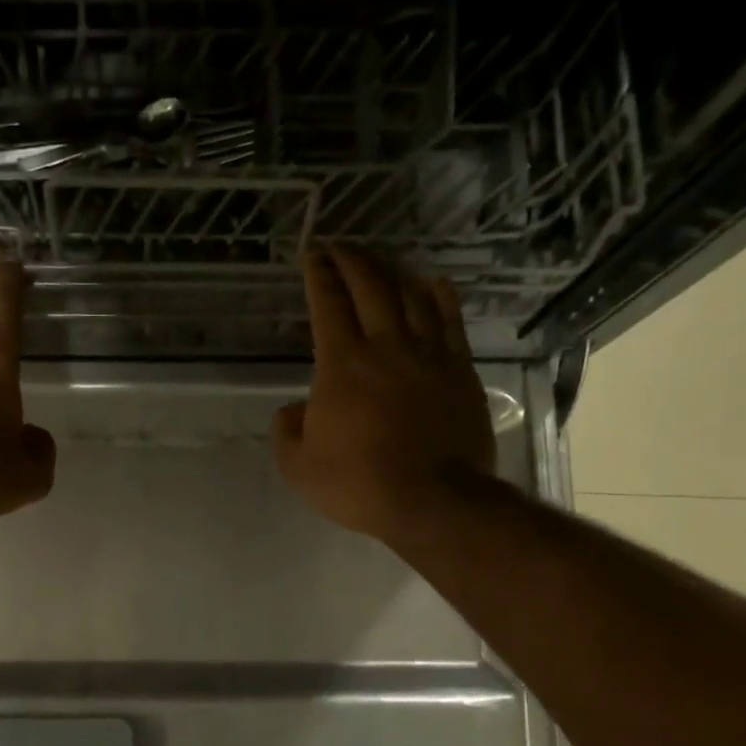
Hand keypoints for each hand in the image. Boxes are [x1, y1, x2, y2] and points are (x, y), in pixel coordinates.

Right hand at [273, 245, 497, 544]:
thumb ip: (286, 432)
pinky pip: (450, 319)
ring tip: (378, 258)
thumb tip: (291, 410)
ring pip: (411, 294)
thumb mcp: (299, 467)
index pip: (328, 303)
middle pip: (370, 285)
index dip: (319, 273)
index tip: (312, 253)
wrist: (433, 500)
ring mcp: (428, 354)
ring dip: (391, 269)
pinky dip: (439, 295)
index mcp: (342, 364)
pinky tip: (433, 282)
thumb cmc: (359, 484)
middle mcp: (385, 345)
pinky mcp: (459, 369)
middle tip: (339, 245)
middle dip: (351, 258)